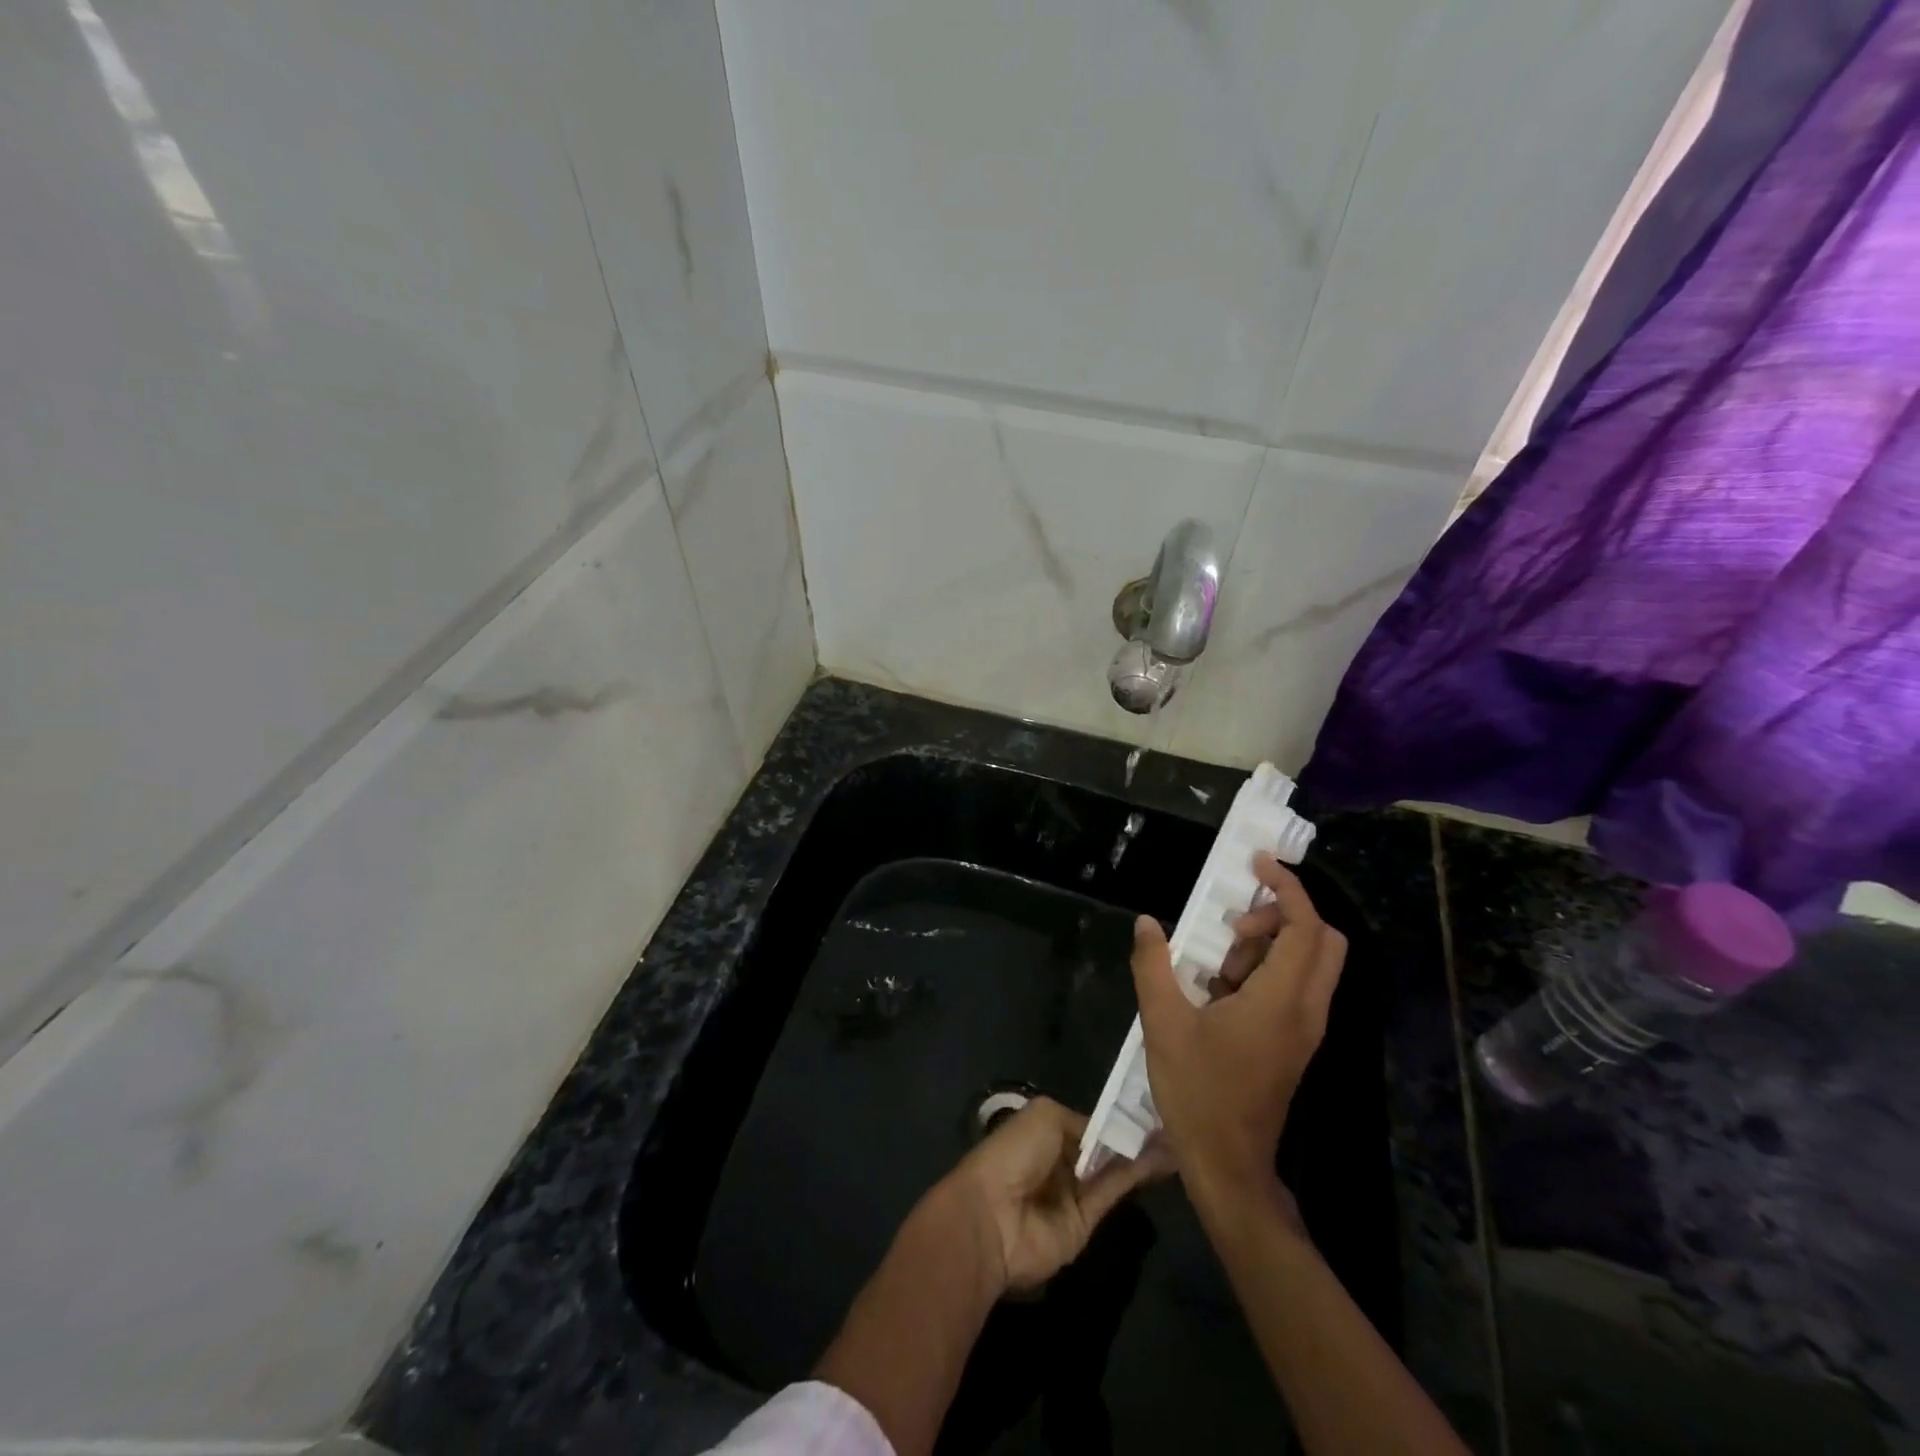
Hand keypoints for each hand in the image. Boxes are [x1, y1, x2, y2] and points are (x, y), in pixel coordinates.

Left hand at [934, 1096, 1166, 1294]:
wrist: (994, 1216)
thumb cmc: (1014, 1153)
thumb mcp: (1045, 1116)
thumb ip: (1083, 1121)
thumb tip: (1111, 1131)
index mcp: (1044, 1131)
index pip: (1087, 1123)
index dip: (1114, 1117)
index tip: (1148, 1106)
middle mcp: (1060, 1160)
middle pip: (1103, 1146)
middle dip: (1133, 1135)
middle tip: (1172, 1121)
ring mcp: (1073, 1193)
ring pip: (1113, 1169)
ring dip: (1142, 1154)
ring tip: (1177, 1137)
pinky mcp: (1087, 1223)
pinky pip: (1113, 1193)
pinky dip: (1137, 1176)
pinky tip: (1164, 1160)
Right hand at [1132, 854, 1345, 1203]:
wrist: (1228, 1164)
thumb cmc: (1197, 1092)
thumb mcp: (1162, 1023)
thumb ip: (1154, 966)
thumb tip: (1148, 922)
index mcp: (1281, 1000)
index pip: (1305, 927)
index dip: (1287, 887)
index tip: (1257, 864)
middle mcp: (1306, 1010)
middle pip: (1323, 940)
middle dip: (1283, 914)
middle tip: (1235, 923)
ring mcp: (1305, 1029)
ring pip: (1311, 963)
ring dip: (1271, 944)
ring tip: (1219, 961)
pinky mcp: (1296, 1043)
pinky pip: (1296, 987)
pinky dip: (1268, 970)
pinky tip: (1222, 989)